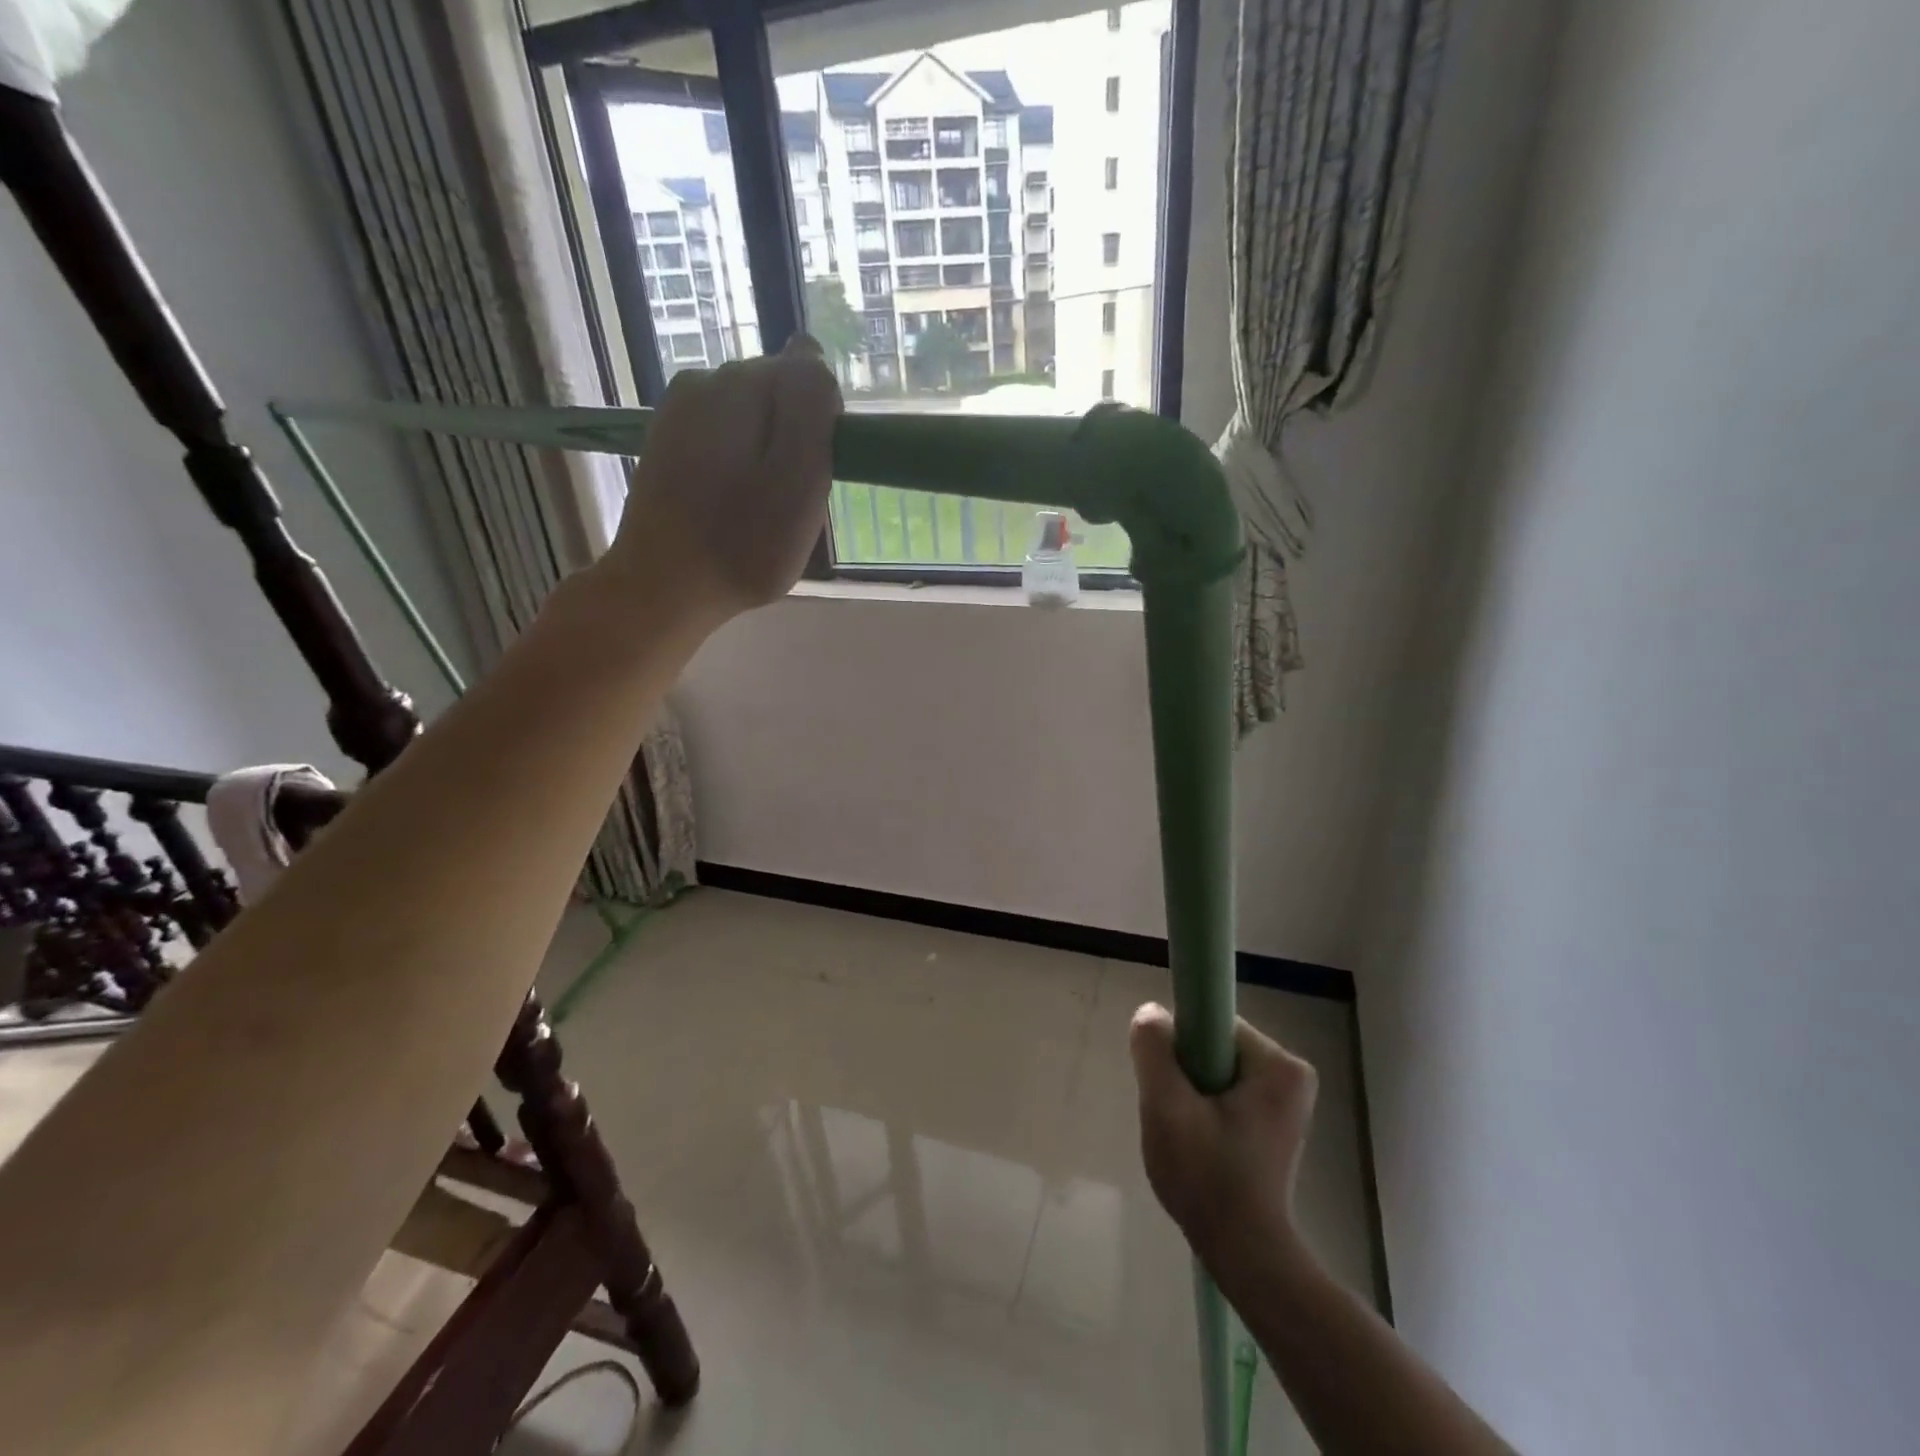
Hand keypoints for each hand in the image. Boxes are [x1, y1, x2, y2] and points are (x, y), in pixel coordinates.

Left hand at [601, 335, 841, 625]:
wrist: (661, 588)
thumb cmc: (742, 545)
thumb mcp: (798, 480)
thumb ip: (810, 408)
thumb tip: (811, 352)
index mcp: (738, 385)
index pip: (808, 373)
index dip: (824, 424)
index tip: (816, 472)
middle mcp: (703, 381)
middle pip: (777, 393)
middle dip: (794, 437)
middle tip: (789, 499)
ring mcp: (678, 411)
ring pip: (751, 417)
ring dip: (767, 453)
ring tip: (760, 507)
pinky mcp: (666, 442)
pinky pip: (724, 437)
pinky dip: (739, 465)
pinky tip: (731, 504)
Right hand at [1130, 1003, 1317, 1272]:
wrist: (1244, 1255)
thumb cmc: (1208, 1178)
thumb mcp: (1166, 1108)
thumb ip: (1154, 1050)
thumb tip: (1152, 1013)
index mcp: (1278, 1064)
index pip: (1211, 1023)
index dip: (1181, 1046)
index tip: (1170, 1084)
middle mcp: (1291, 1074)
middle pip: (1213, 1046)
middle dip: (1185, 1074)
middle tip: (1174, 1115)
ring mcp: (1286, 1100)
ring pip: (1215, 1069)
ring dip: (1191, 1094)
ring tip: (1185, 1135)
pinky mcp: (1275, 1122)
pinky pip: (1225, 1091)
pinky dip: (1204, 1109)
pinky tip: (1198, 1144)